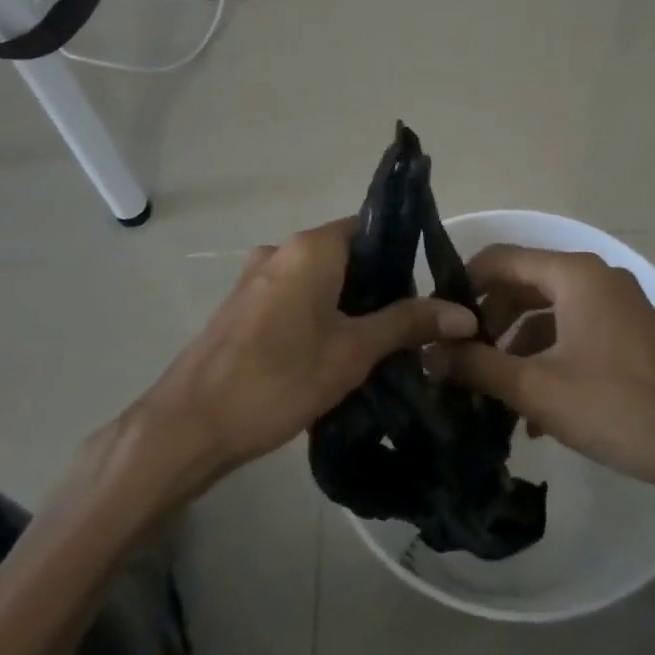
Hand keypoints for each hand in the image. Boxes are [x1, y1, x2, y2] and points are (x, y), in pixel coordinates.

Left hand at [137, 219, 476, 488]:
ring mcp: (256, 277)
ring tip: (377, 346)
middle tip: (408, 327)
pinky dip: (319, 315)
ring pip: (320, 279)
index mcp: (310, 248)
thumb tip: (465, 314)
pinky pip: (294, 297)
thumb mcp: (353, 352)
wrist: (189, 427)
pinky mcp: (242, 305)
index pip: (371, 228)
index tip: (426, 291)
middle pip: (347, 255)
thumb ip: (407, 324)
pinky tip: (332, 355)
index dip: (403, 256)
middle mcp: (281, 250)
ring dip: (349, 305)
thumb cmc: (278, 379)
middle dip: (379, 288)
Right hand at [425, 245, 654, 490]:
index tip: (437, 321)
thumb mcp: (537, 389)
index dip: (463, 285)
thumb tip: (428, 354)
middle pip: (523, 283)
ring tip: (489, 387)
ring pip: (547, 310)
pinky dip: (547, 355)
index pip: (500, 259)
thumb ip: (478, 366)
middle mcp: (595, 277)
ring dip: (516, 344)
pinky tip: (531, 407)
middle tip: (459, 357)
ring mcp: (616, 303)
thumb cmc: (617, 407)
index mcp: (573, 274)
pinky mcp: (628, 331)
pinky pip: (573, 329)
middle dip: (489, 320)